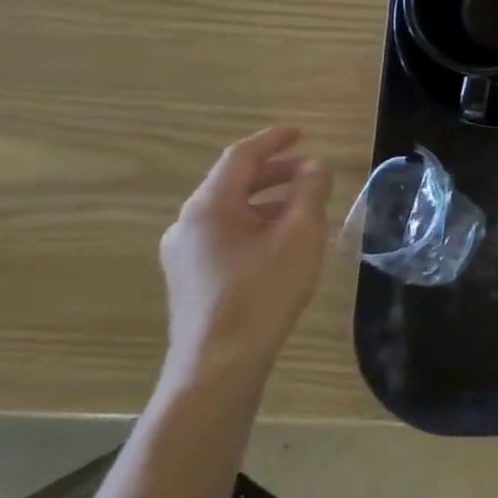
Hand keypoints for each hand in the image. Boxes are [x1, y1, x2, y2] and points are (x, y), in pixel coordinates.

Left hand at [159, 126, 332, 388]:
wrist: (219, 364)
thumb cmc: (263, 290)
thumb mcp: (300, 233)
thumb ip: (310, 191)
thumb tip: (314, 166)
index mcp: (209, 207)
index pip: (241, 157)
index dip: (274, 140)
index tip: (303, 133)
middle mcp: (187, 224)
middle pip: (233, 182)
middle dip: (275, 171)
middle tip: (312, 171)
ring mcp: (183, 254)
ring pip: (230, 211)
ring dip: (267, 200)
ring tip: (304, 207)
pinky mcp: (190, 279)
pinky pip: (225, 234)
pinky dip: (255, 224)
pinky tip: (281, 241)